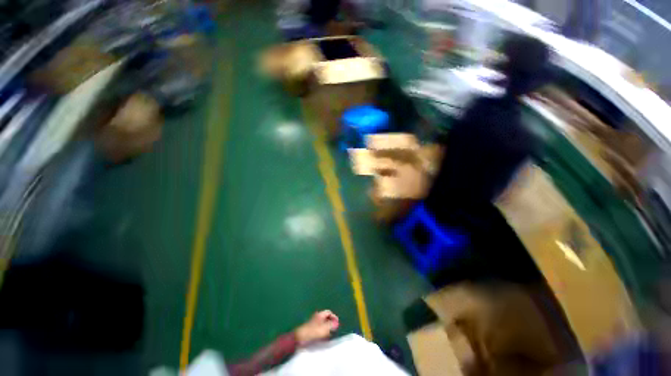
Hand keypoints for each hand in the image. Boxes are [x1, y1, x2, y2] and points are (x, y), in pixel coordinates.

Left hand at [295, 310, 338, 346]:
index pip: (329, 312)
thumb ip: (331, 325)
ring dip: (327, 328)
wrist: (300, 338)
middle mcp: (317, 317)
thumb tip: (337, 323)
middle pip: (326, 318)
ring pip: (323, 324)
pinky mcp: (311, 329)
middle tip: (334, 329)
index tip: (337, 323)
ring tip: (330, 334)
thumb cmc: (313, 331)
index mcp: (320, 314)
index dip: (334, 317)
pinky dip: (323, 332)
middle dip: (331, 323)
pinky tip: (324, 337)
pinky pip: (319, 329)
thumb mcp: (324, 328)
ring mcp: (313, 323)